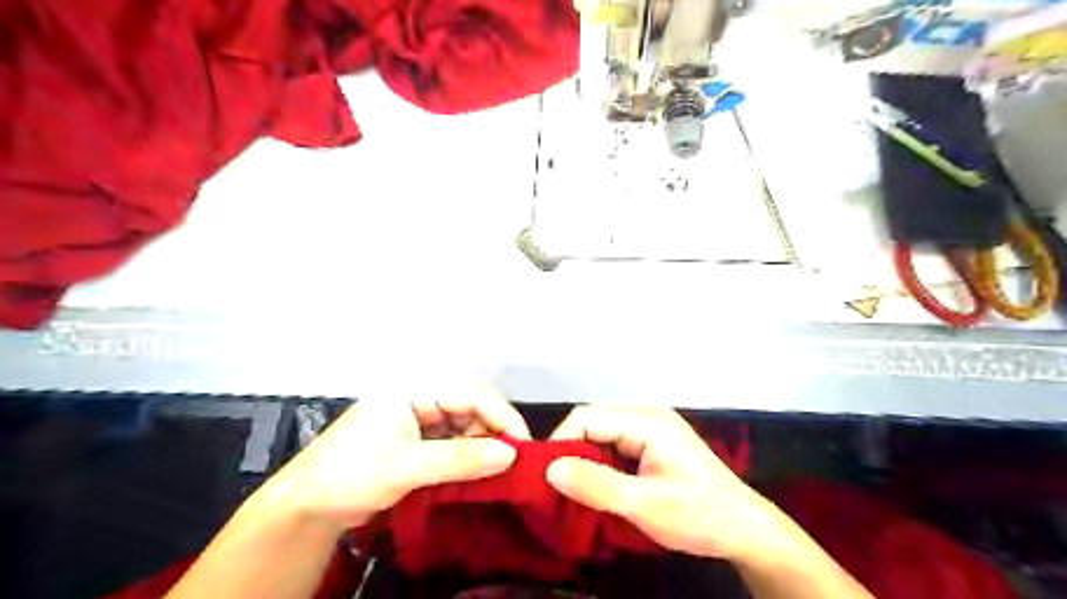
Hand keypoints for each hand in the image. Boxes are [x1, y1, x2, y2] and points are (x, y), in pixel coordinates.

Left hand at [255, 387, 528, 529]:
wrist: (308, 506)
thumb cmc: (350, 475)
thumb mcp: (406, 467)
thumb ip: (459, 459)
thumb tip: (510, 455)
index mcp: (414, 387)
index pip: (470, 392)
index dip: (501, 416)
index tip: (524, 445)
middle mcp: (421, 395)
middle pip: (472, 405)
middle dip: (495, 431)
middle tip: (516, 461)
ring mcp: (421, 417)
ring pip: (467, 423)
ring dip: (484, 445)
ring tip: (501, 470)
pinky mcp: (420, 438)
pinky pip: (455, 440)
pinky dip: (470, 455)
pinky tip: (481, 471)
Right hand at [544, 404, 780, 564]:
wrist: (745, 530)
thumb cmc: (698, 515)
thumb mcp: (645, 505)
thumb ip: (596, 485)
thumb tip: (549, 468)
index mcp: (647, 420)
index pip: (587, 417)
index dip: (561, 442)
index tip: (546, 478)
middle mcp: (647, 414)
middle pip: (593, 422)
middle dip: (571, 451)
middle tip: (557, 487)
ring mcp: (651, 427)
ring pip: (601, 434)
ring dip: (585, 460)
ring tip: (574, 490)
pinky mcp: (652, 442)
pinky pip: (614, 445)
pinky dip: (600, 464)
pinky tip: (598, 486)